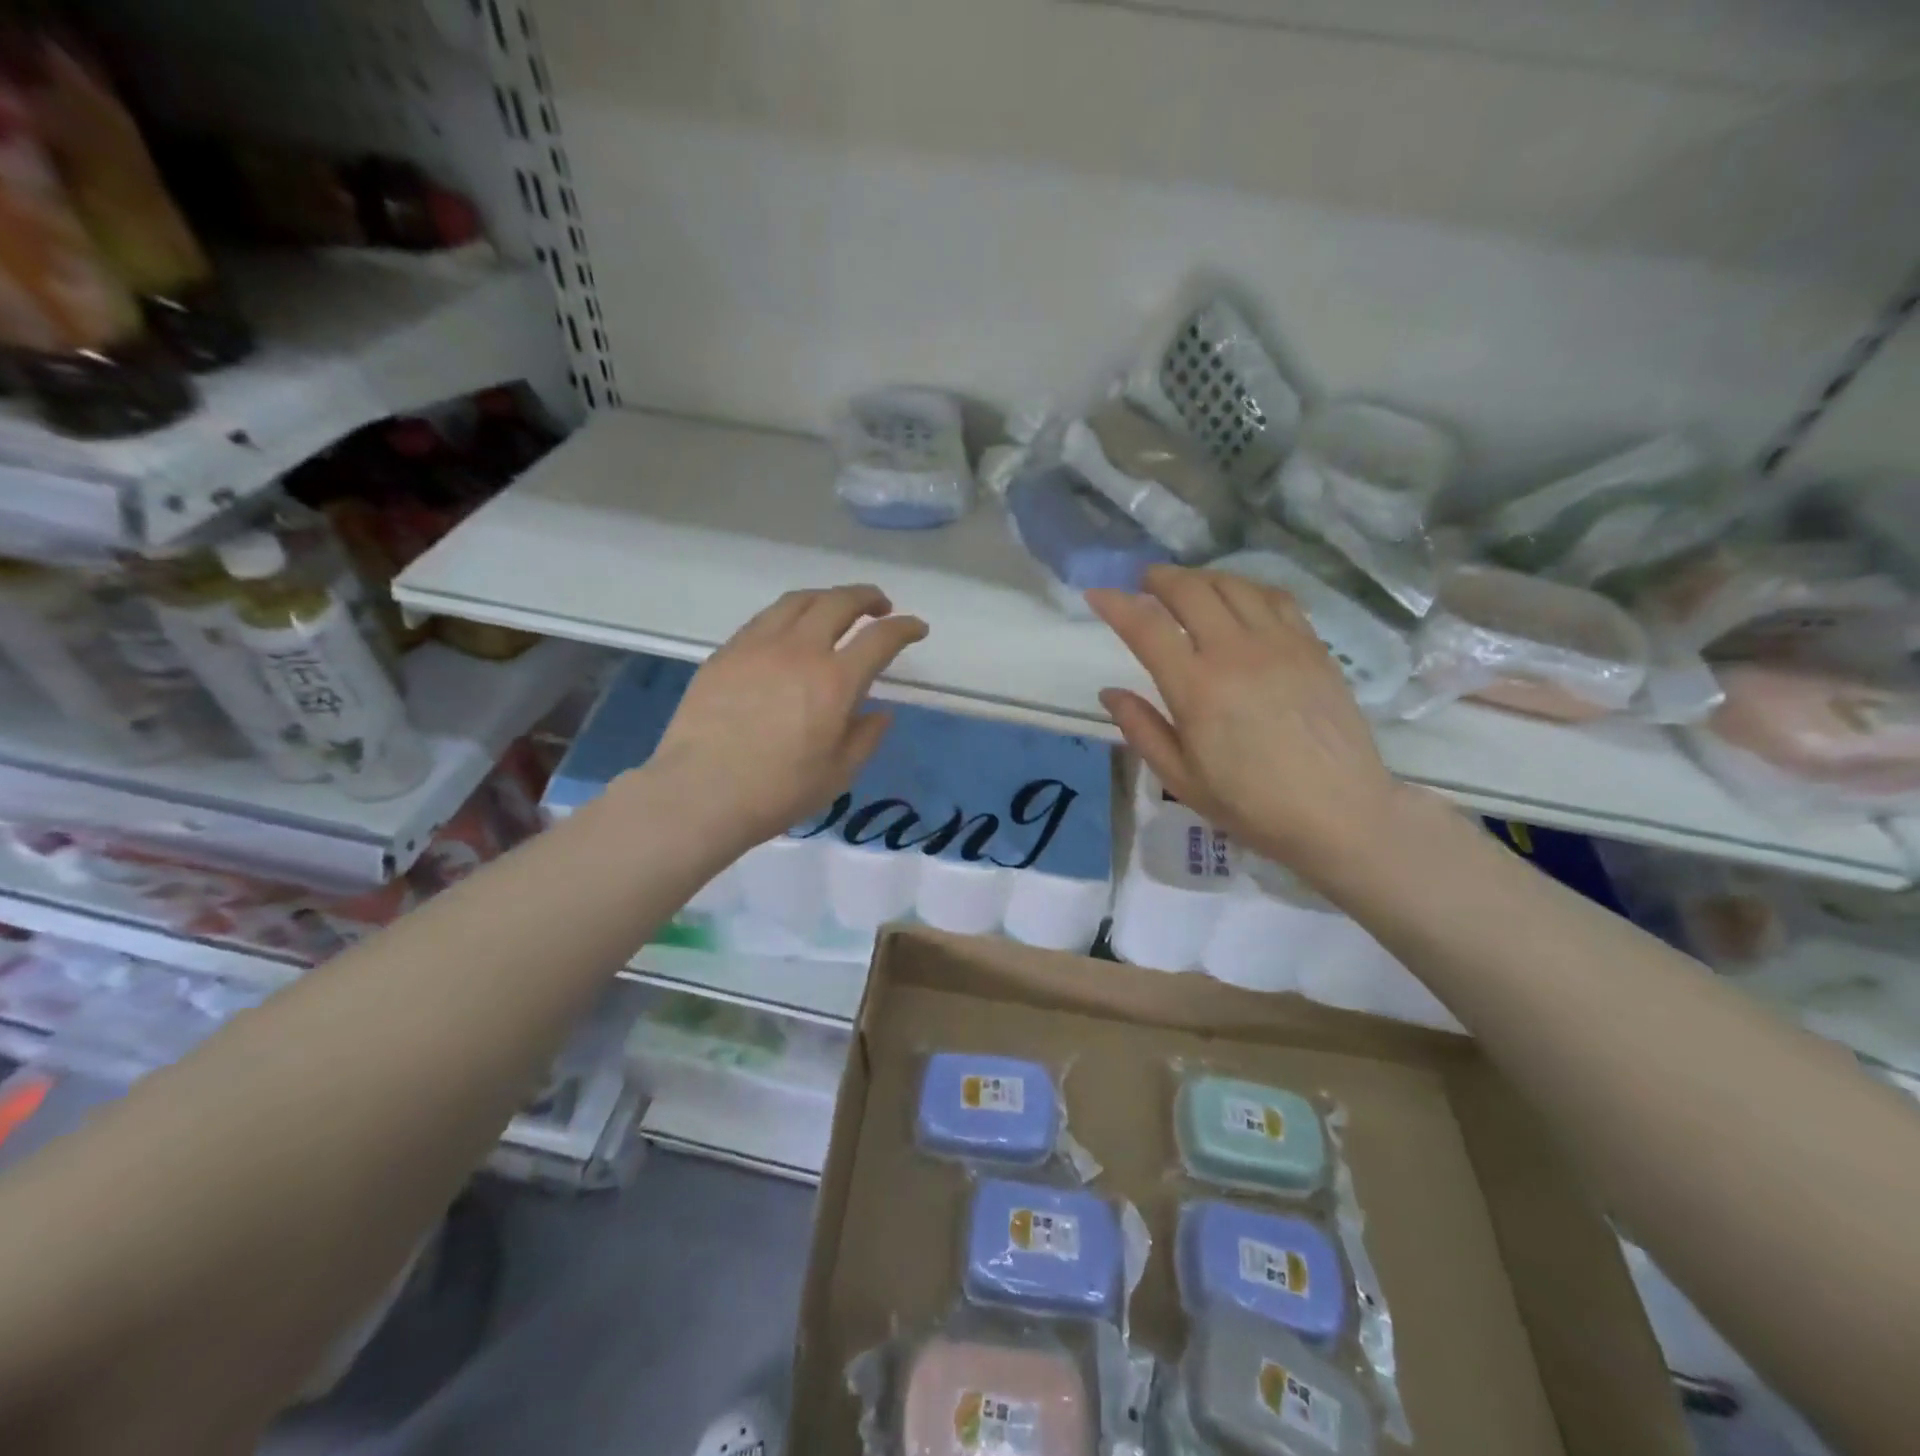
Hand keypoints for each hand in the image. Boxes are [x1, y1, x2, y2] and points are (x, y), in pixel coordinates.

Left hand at [648, 585, 927, 845]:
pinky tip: (789, 631)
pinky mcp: (726, 653)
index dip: (904, 628)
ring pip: (798, 601)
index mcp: (835, 681)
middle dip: (867, 597)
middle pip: (839, 602)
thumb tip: (880, 713)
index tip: (916, 628)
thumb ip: (865, 737)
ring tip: (835, 608)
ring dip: (826, 597)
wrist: (700, 793)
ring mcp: (757, 646)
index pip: (880, 638)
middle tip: (880, 606)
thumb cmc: (777, 791)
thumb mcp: (838, 774)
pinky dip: (789, 615)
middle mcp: (799, 650)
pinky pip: (765, 619)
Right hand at [1087, 567, 1419, 888]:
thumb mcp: (1181, 778)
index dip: (1115, 605)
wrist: (1339, 813)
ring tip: (1187, 587)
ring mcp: (1280, 644)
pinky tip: (1240, 599)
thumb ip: (1142, 729)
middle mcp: (1236, 652)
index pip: (1146, 627)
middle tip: (1144, 582)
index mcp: (1196, 688)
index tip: (1097, 594)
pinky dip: (1247, 588)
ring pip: (1233, 585)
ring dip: (1201, 577)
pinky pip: (1276, 597)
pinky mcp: (1313, 647)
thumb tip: (1110, 693)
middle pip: (1190, 590)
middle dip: (1159, 578)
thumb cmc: (1252, 805)